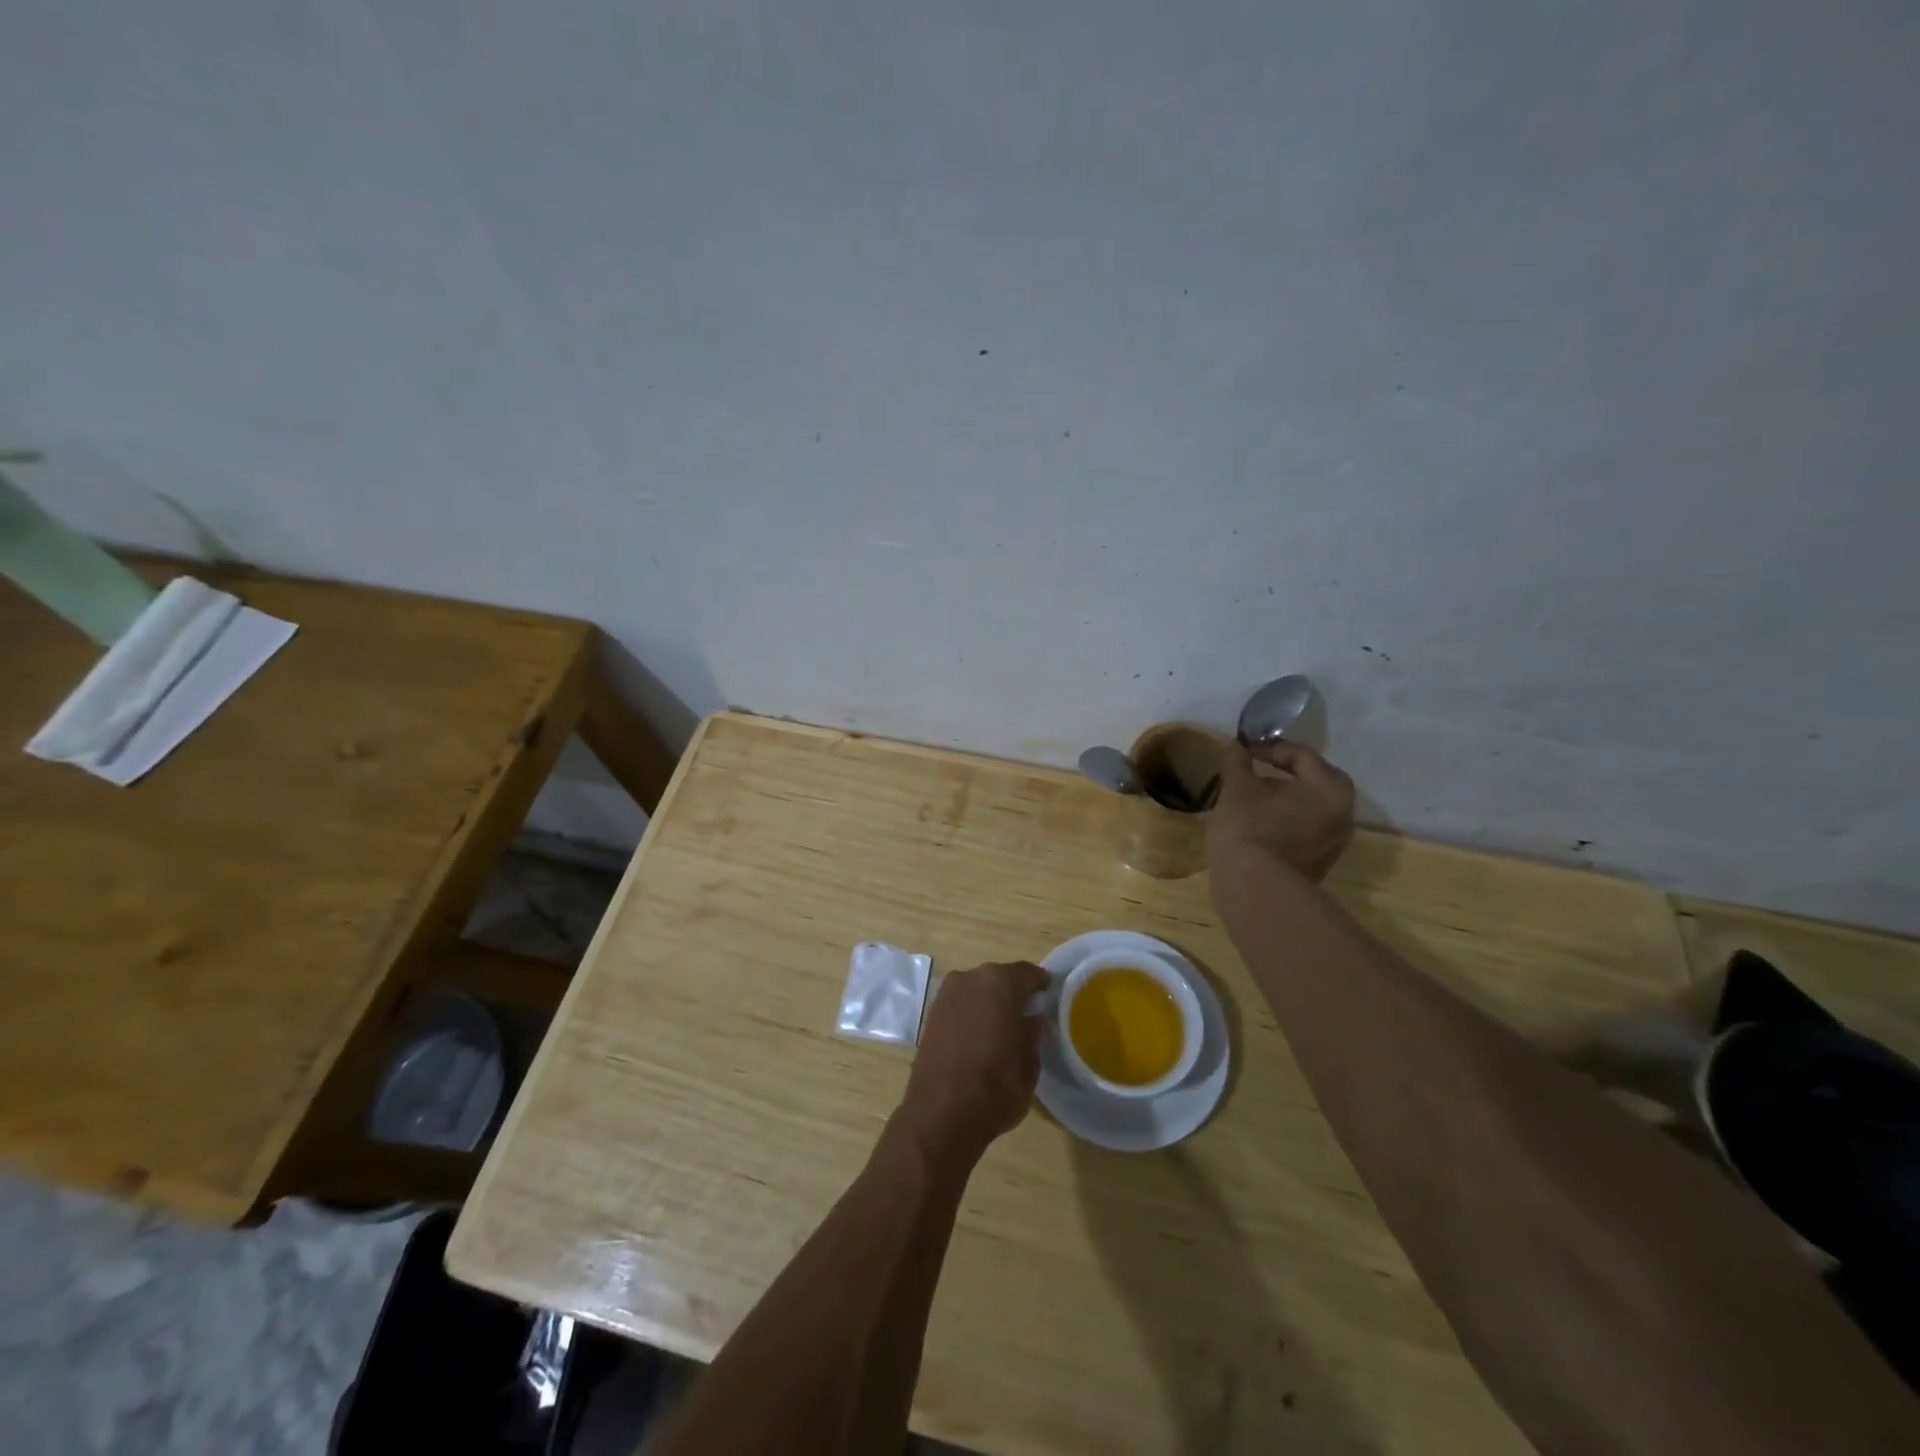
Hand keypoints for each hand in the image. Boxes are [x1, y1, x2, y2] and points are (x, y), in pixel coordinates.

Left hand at [896, 961, 1048, 1167]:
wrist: (941, 1114)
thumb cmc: (997, 1085)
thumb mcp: (1030, 1062)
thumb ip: (1033, 1031)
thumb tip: (1031, 1018)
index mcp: (999, 982)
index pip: (1027, 973)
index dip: (1041, 984)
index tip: (1050, 994)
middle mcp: (970, 978)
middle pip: (999, 978)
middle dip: (1013, 992)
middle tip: (1027, 1012)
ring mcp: (946, 995)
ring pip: (976, 991)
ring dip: (989, 1003)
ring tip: (1003, 1027)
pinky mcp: (931, 1016)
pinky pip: (960, 1006)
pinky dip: (971, 1015)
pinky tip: (979, 1036)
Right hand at [1208, 740, 1355, 879]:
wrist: (1254, 889)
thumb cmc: (1249, 828)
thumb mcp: (1237, 788)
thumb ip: (1237, 762)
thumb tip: (1235, 745)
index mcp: (1330, 790)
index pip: (1303, 756)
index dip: (1269, 747)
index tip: (1243, 750)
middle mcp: (1342, 815)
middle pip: (1316, 781)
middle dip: (1287, 772)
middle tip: (1259, 769)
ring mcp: (1333, 844)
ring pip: (1311, 808)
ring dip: (1286, 798)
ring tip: (1254, 796)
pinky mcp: (1317, 864)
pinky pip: (1305, 830)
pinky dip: (1285, 820)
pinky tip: (1258, 823)